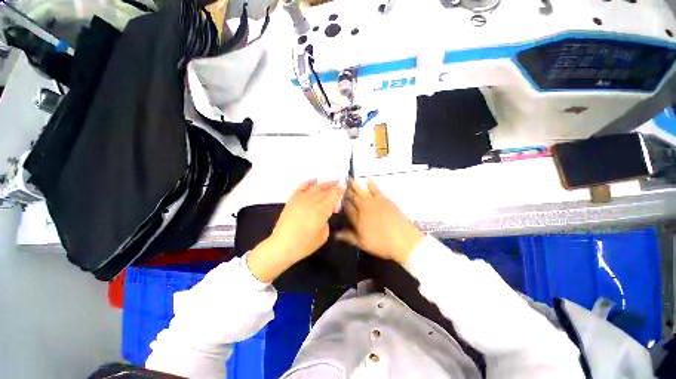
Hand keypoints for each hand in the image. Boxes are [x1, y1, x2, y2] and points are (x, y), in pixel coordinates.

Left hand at [247, 180, 342, 281]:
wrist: (282, 246)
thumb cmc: (303, 245)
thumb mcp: (322, 237)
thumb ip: (326, 223)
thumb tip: (325, 216)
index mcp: (320, 213)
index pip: (332, 198)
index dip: (338, 192)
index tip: (344, 187)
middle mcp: (311, 203)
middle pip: (325, 192)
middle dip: (334, 187)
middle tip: (340, 183)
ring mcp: (300, 200)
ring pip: (315, 189)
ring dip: (325, 184)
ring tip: (332, 180)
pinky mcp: (292, 200)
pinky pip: (301, 188)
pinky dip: (308, 183)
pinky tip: (314, 180)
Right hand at [337, 179, 423, 264]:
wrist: (402, 239)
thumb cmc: (381, 244)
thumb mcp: (363, 243)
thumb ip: (349, 237)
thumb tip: (336, 235)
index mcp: (357, 219)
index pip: (347, 209)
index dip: (343, 203)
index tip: (339, 198)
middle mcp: (363, 208)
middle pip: (353, 198)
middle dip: (347, 192)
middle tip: (342, 185)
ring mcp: (374, 202)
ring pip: (361, 192)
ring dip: (355, 185)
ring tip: (350, 179)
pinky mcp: (384, 200)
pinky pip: (376, 190)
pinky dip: (371, 184)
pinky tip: (368, 179)